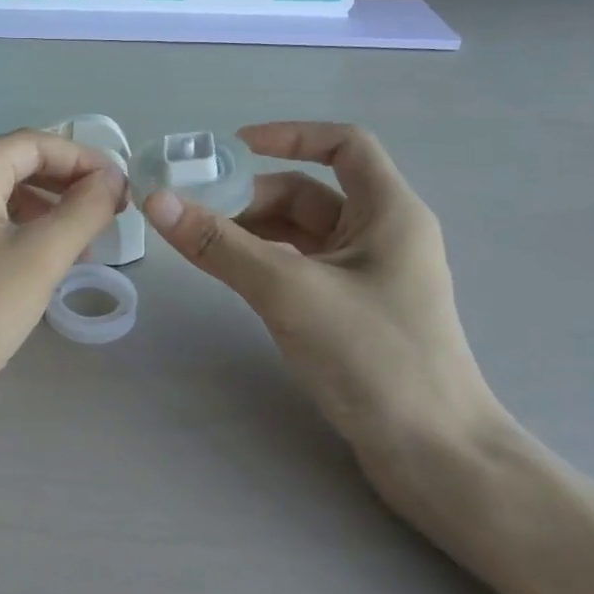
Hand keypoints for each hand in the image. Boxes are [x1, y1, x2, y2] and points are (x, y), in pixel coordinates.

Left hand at [0, 129, 127, 396]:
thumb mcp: (40, 258)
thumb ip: (83, 210)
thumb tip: (111, 180)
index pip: (35, 143)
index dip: (84, 160)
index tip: (122, 189)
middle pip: (16, 165)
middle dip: (66, 185)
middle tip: (108, 215)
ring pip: (0, 196)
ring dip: (46, 211)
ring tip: (83, 246)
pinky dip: (19, 231)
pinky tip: (42, 263)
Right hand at [141, 123, 510, 519]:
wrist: (436, 457)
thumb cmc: (374, 358)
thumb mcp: (289, 291)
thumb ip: (220, 245)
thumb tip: (157, 200)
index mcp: (389, 212)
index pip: (344, 145)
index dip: (289, 135)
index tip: (232, 148)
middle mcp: (383, 235)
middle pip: (311, 193)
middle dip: (252, 196)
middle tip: (196, 213)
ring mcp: (369, 277)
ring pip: (302, 234)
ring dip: (254, 231)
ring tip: (202, 246)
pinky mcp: (355, 313)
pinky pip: (302, 268)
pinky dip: (266, 263)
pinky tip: (234, 278)